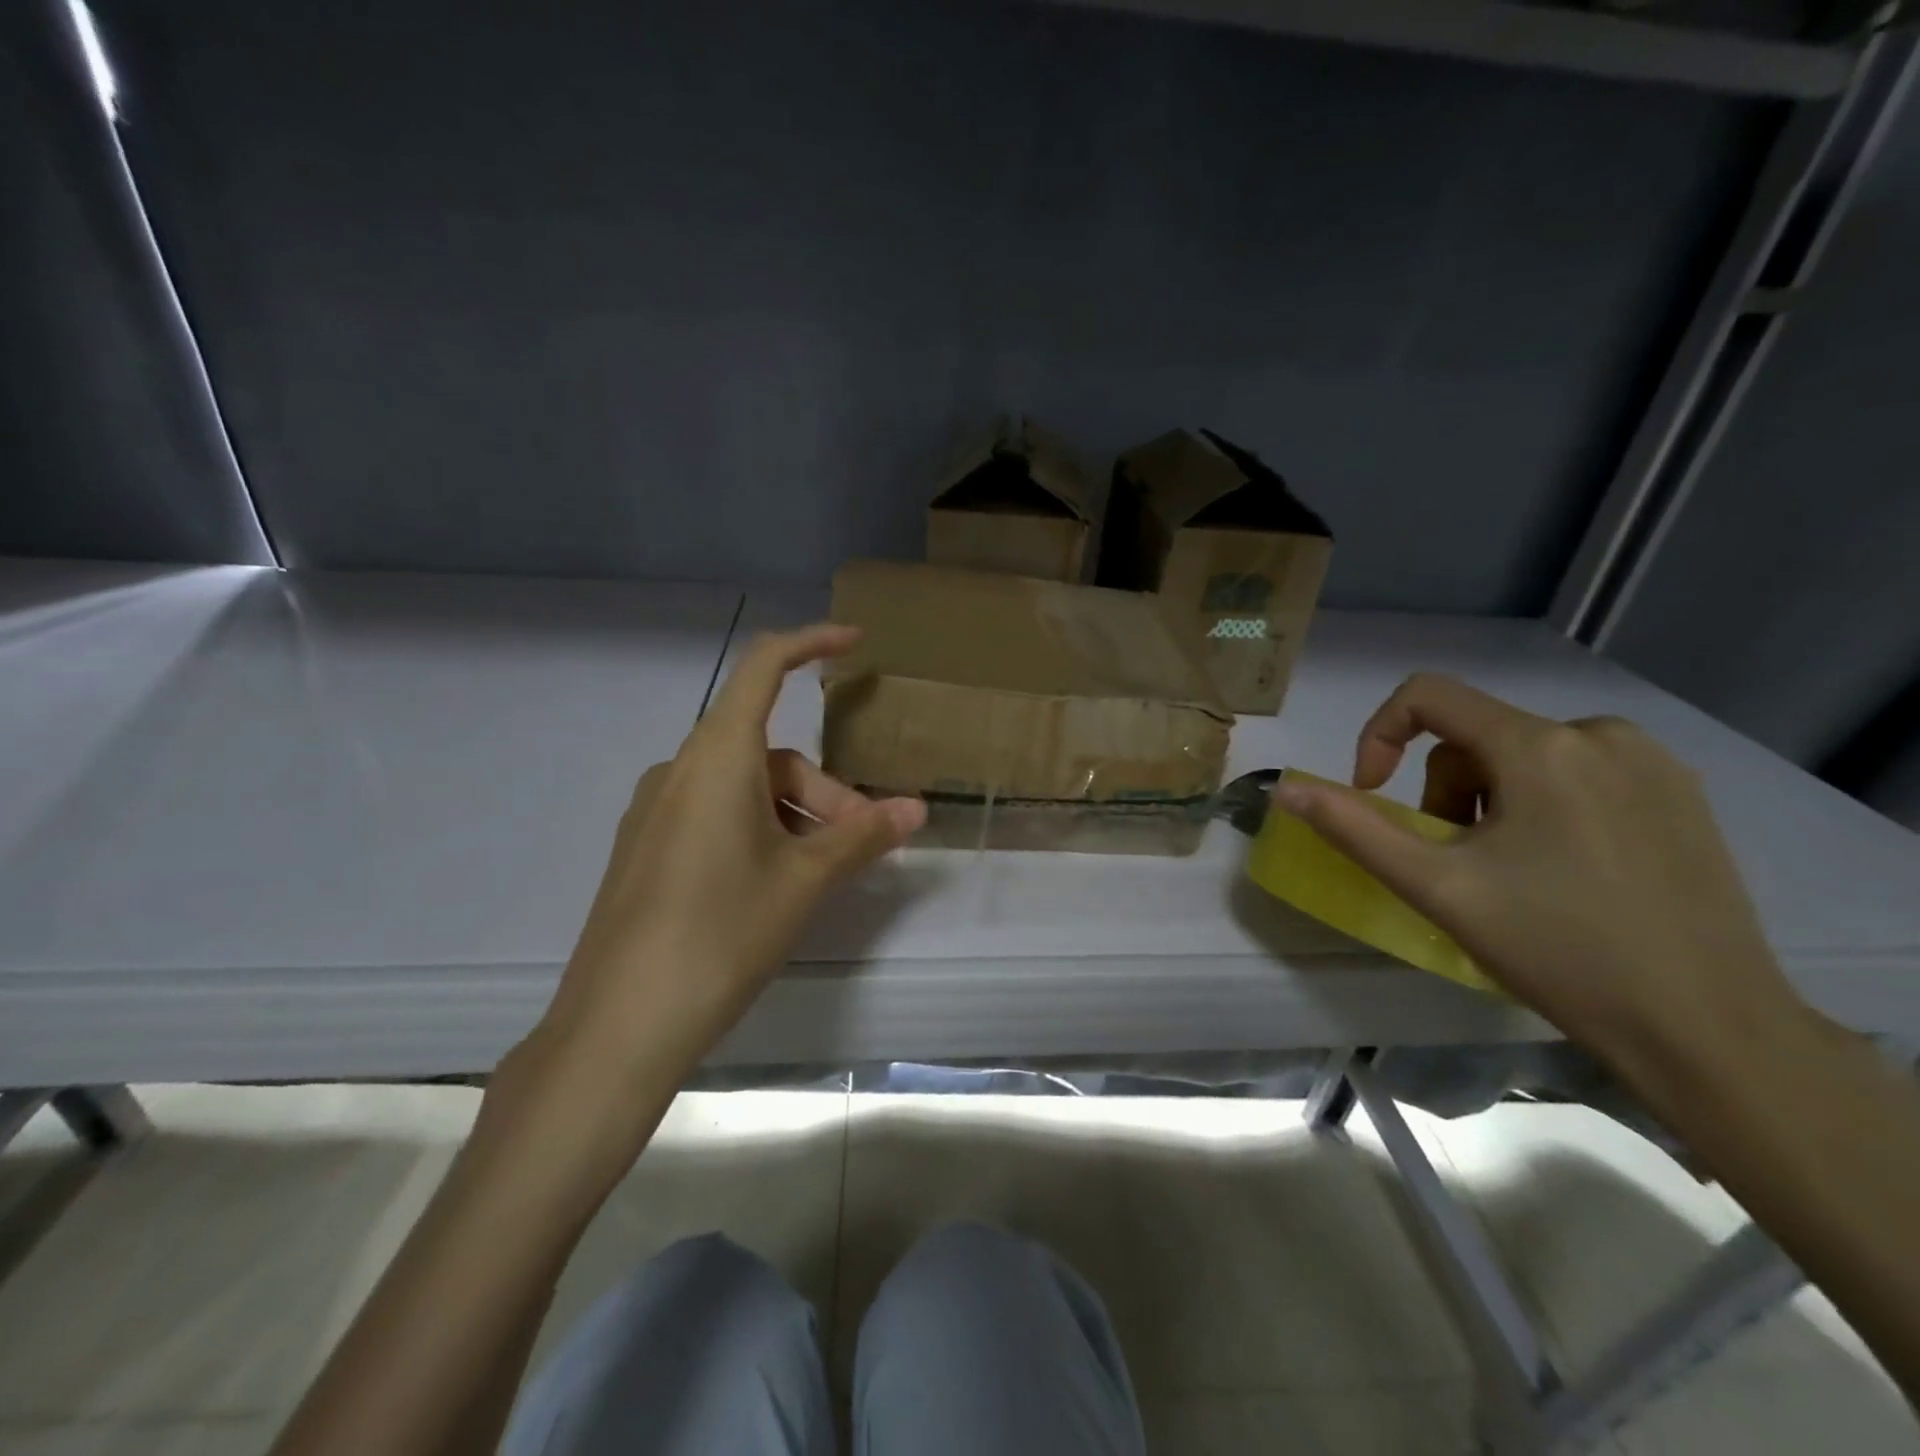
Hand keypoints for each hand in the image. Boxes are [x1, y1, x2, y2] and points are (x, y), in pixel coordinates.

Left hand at [527, 624, 925, 1090]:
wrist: (619, 1024)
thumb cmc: (721, 933)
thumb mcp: (804, 880)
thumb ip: (861, 835)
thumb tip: (915, 809)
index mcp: (717, 758)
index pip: (763, 668)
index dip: (811, 644)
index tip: (855, 643)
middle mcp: (681, 770)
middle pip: (769, 752)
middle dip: (824, 788)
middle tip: (862, 840)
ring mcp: (657, 810)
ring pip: (744, 788)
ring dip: (794, 815)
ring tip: (823, 873)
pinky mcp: (646, 848)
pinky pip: (715, 814)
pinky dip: (759, 829)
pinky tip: (775, 884)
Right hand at [1273, 674, 1804, 1069]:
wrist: (1707, 1029)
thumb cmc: (1557, 950)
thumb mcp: (1436, 886)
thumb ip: (1353, 827)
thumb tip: (1284, 788)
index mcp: (1542, 747)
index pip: (1429, 696)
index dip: (1378, 735)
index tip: (1373, 794)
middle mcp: (1602, 734)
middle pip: (1476, 737)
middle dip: (1446, 794)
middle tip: (1456, 864)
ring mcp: (1653, 763)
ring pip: (1525, 757)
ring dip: (1491, 803)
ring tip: (1508, 873)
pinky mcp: (1683, 794)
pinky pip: (1578, 774)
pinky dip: (1542, 807)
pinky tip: (1562, 871)